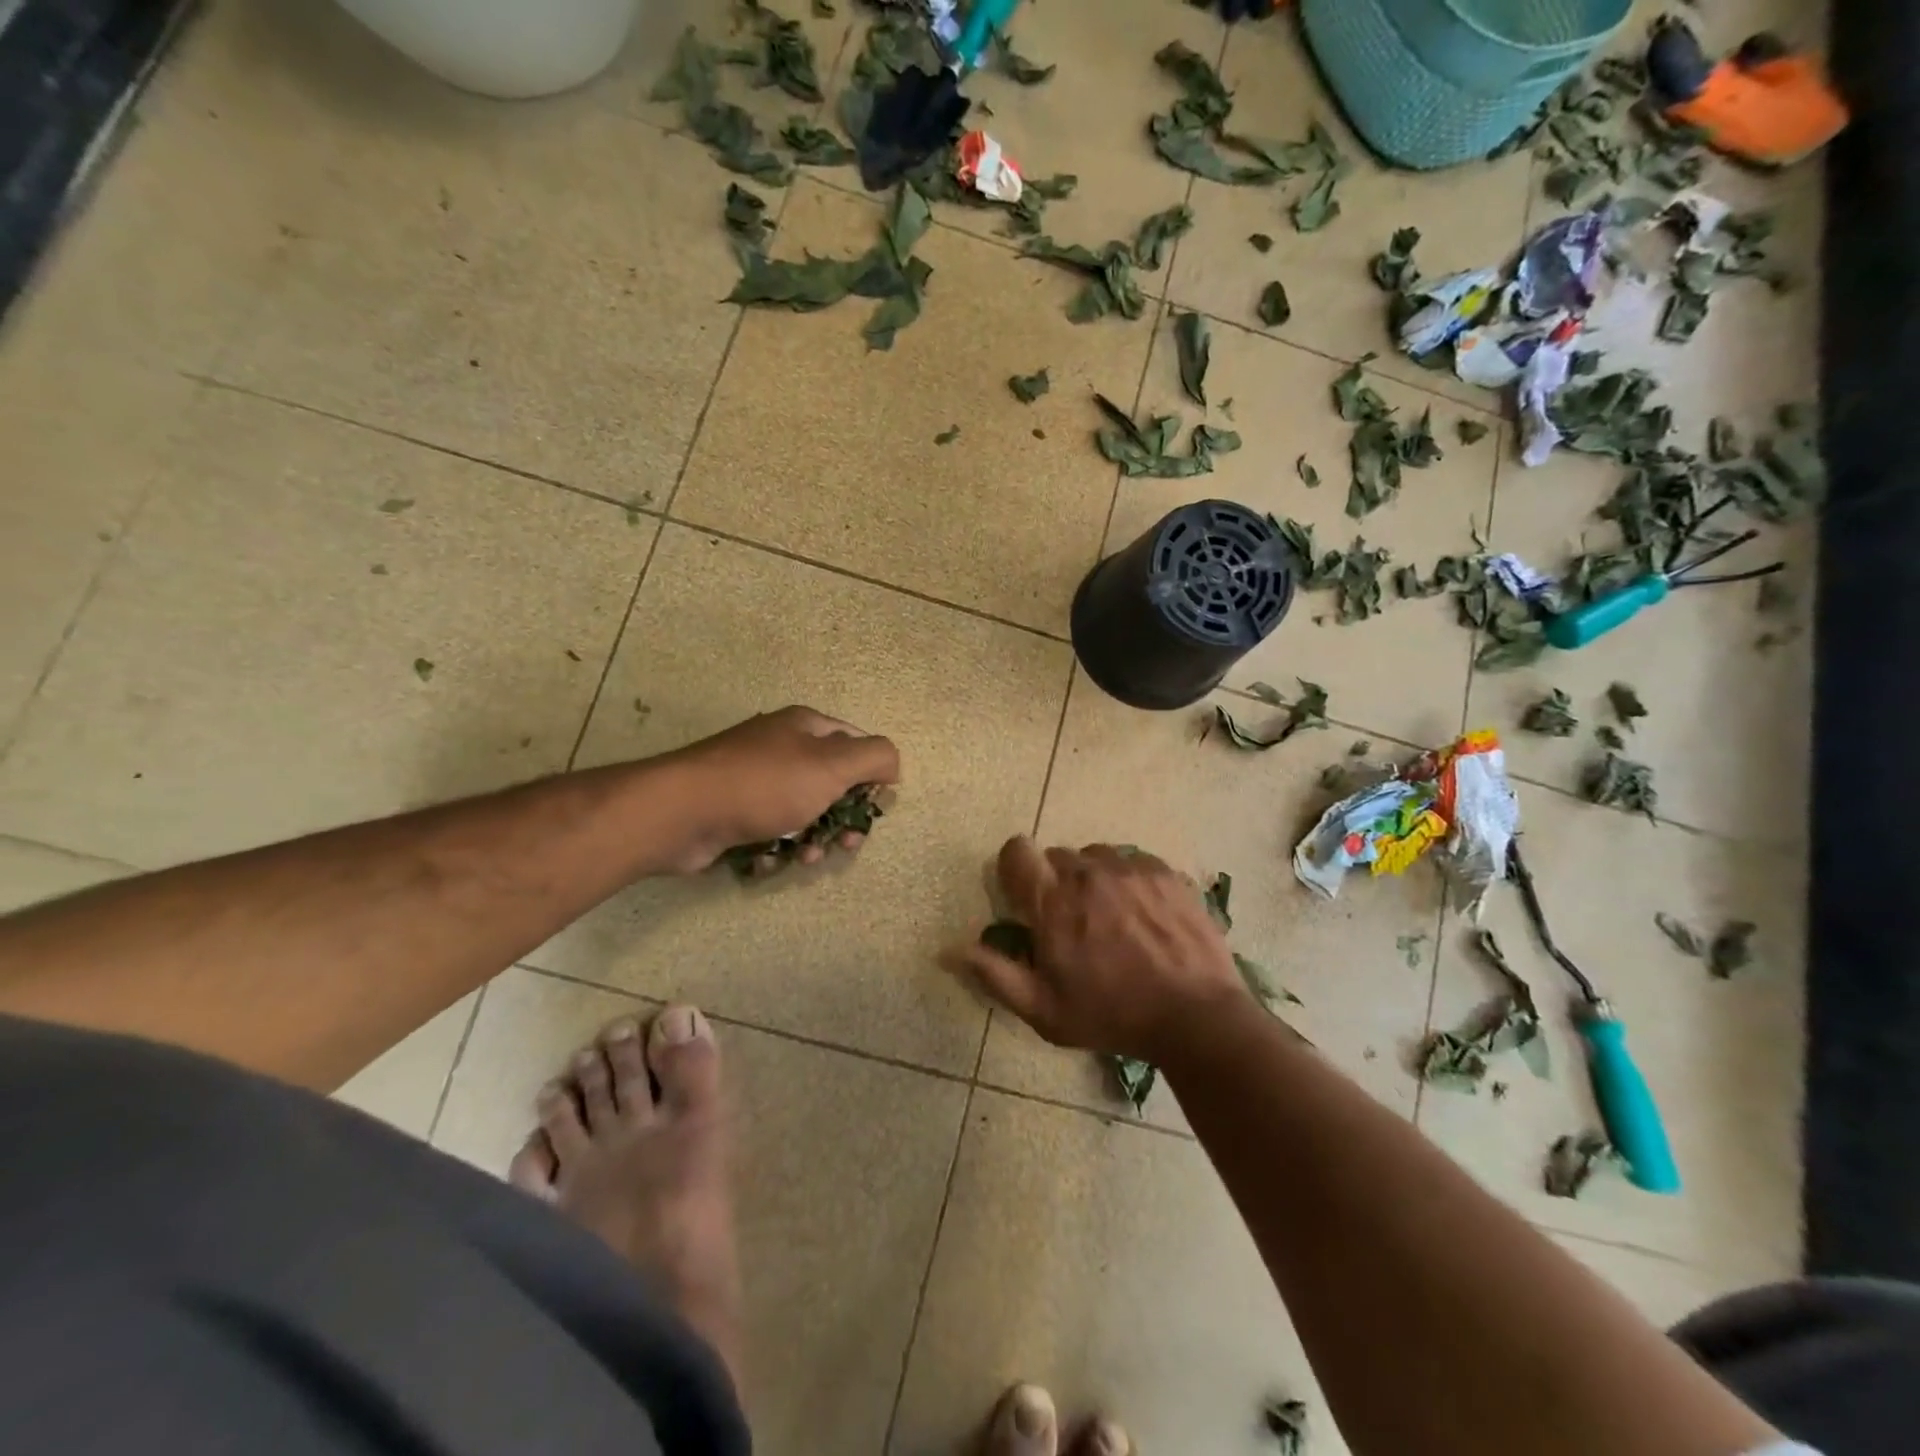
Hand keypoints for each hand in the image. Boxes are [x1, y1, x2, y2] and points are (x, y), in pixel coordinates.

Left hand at [665, 706, 900, 873]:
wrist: (682, 812)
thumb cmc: (765, 784)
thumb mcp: (832, 765)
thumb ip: (875, 757)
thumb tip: (893, 765)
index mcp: (805, 727)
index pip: (855, 744)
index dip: (870, 776)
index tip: (872, 807)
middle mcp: (780, 748)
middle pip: (831, 783)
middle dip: (844, 817)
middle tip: (848, 843)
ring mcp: (754, 780)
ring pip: (803, 812)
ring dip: (814, 839)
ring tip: (809, 856)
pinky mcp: (733, 812)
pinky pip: (770, 831)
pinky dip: (777, 848)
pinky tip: (770, 859)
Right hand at [947, 838, 1245, 1060]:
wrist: (1197, 1017)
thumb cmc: (1112, 1016)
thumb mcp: (1044, 1010)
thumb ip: (994, 974)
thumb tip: (948, 949)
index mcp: (1053, 902)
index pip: (1017, 851)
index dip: (1015, 868)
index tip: (1025, 896)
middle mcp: (1088, 873)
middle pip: (1058, 856)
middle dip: (1057, 883)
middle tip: (1074, 922)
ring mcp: (1130, 869)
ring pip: (1097, 857)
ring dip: (1095, 879)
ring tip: (1113, 918)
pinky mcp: (1165, 873)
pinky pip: (1134, 862)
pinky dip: (1131, 881)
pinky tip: (1145, 915)